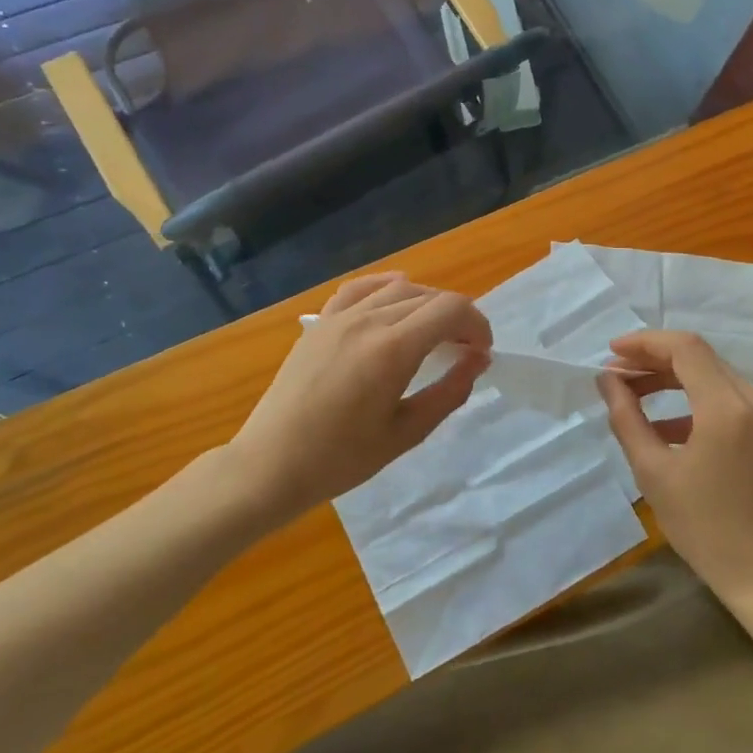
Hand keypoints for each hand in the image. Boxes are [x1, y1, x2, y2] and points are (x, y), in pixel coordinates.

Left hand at [226, 273, 491, 520]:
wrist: (271, 464)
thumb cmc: (341, 459)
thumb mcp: (406, 433)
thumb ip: (449, 392)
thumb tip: (478, 360)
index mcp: (392, 349)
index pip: (451, 309)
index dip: (477, 324)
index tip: (482, 353)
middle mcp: (368, 320)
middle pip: (429, 297)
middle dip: (457, 319)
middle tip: (464, 352)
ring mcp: (339, 317)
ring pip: (398, 289)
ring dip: (426, 305)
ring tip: (433, 334)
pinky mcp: (320, 323)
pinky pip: (360, 289)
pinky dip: (385, 287)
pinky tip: (395, 296)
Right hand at [598, 331, 752, 606]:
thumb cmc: (705, 528)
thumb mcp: (654, 473)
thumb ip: (627, 418)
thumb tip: (608, 381)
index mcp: (726, 409)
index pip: (685, 348)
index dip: (644, 343)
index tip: (611, 353)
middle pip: (700, 357)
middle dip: (654, 359)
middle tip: (616, 375)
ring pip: (714, 376)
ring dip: (673, 378)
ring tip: (633, 394)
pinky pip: (728, 400)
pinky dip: (694, 401)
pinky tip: (664, 425)